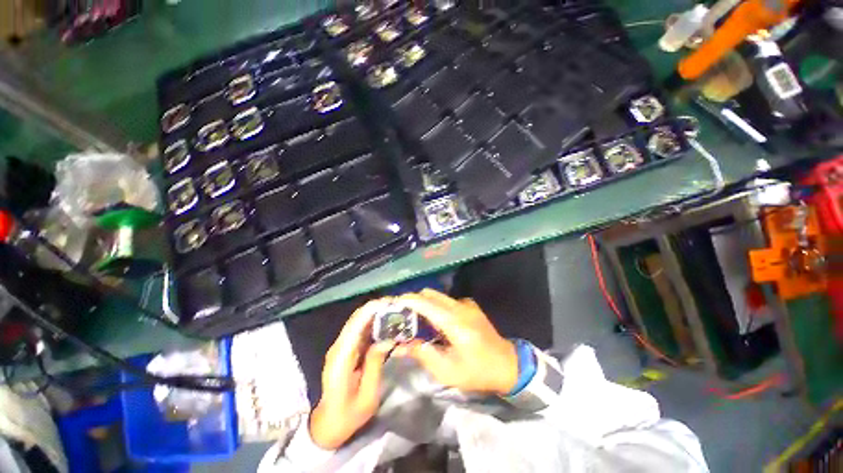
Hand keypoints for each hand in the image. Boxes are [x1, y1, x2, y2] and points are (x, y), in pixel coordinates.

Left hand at [309, 299, 394, 449]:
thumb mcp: (367, 395)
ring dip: (375, 313)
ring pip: (358, 322)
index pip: (355, 326)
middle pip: (356, 319)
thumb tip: (387, 339)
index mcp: (341, 359)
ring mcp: (341, 347)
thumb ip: (375, 364)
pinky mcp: (346, 349)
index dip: (370, 310)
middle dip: (375, 308)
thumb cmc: (348, 415)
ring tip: (395, 310)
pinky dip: (373, 323)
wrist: (329, 424)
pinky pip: (360, 330)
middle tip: (397, 304)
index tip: (389, 303)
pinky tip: (386, 322)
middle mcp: (339, 348)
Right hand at [393, 289, 517, 394]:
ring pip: (439, 296)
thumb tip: (401, 346)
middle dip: (415, 301)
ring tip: (418, 320)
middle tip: (404, 315)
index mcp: (455, 323)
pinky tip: (437, 322)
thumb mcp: (447, 371)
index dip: (409, 300)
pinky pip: (448, 301)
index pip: (426, 303)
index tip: (394, 303)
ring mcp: (467, 304)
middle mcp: (460, 307)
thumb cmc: (477, 372)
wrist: (508, 365)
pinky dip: (437, 306)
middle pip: (431, 294)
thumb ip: (423, 354)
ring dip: (426, 304)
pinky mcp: (471, 306)